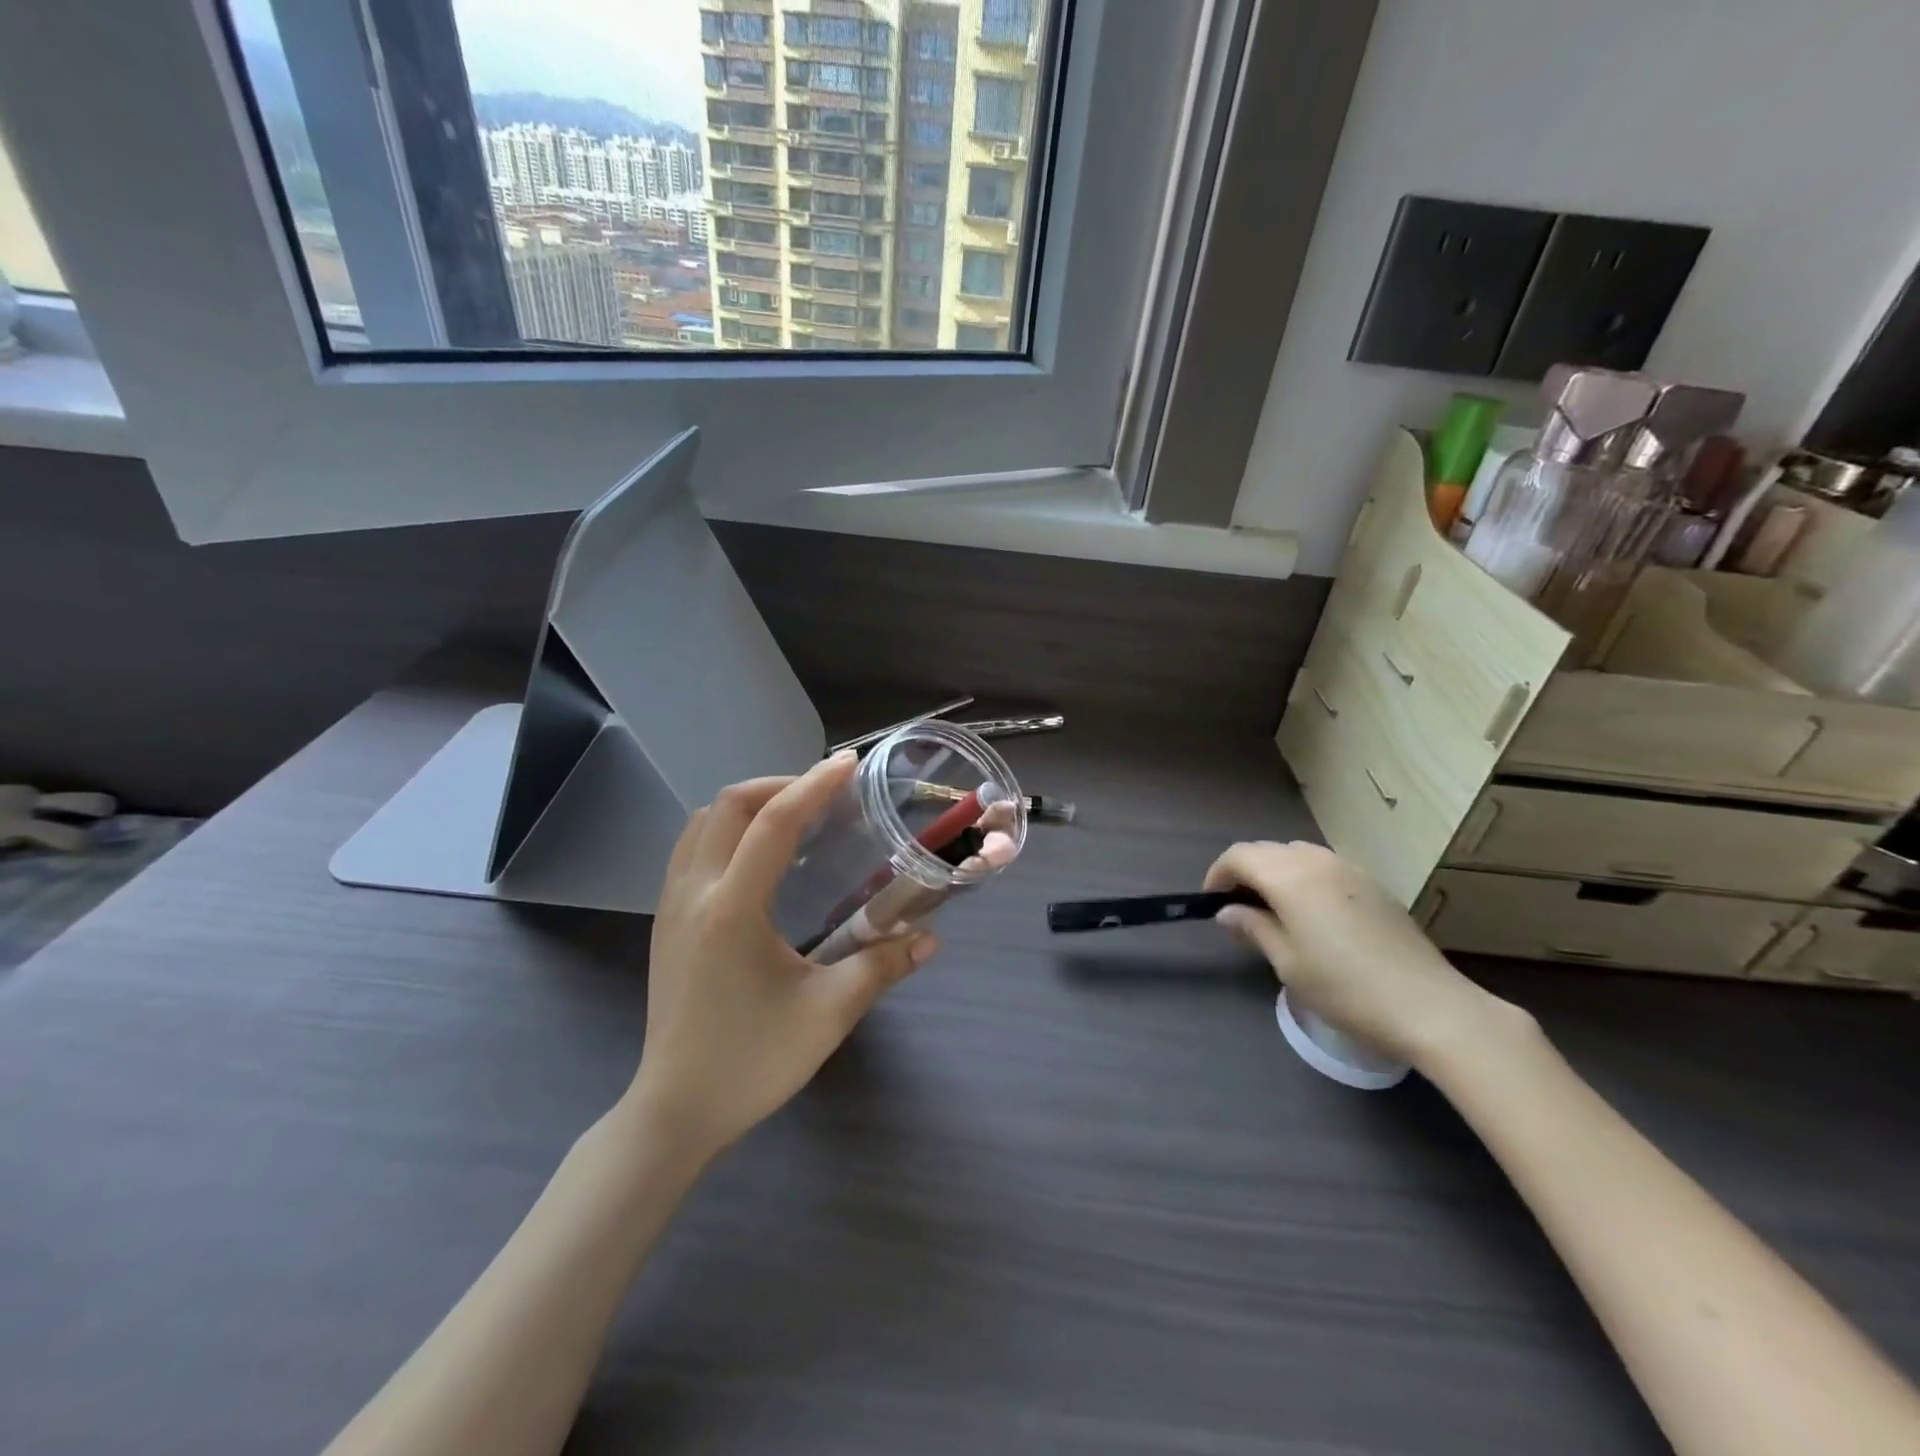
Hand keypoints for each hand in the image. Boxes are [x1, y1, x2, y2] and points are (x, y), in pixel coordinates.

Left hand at [629, 752, 937, 1158]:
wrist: (675, 1111)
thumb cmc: (752, 1062)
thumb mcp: (827, 1014)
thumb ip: (882, 967)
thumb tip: (930, 938)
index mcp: (732, 908)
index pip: (774, 823)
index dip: (814, 785)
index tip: (848, 764)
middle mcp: (694, 893)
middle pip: (727, 806)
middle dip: (777, 785)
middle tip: (823, 794)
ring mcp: (671, 906)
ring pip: (700, 823)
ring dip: (746, 805)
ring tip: (792, 817)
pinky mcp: (665, 923)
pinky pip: (690, 849)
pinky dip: (725, 831)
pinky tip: (758, 858)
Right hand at [1206, 841, 1522, 1067]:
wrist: (1429, 1006)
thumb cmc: (1345, 988)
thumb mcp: (1288, 963)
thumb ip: (1253, 928)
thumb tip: (1227, 912)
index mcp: (1290, 877)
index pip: (1240, 856)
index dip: (1218, 874)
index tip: (1212, 903)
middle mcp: (1318, 861)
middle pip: (1268, 850)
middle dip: (1245, 871)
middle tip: (1238, 909)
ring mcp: (1351, 869)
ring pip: (1298, 854)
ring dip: (1276, 872)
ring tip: (1273, 909)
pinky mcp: (1374, 885)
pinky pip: (1325, 866)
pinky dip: (1305, 877)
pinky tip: (1313, 914)